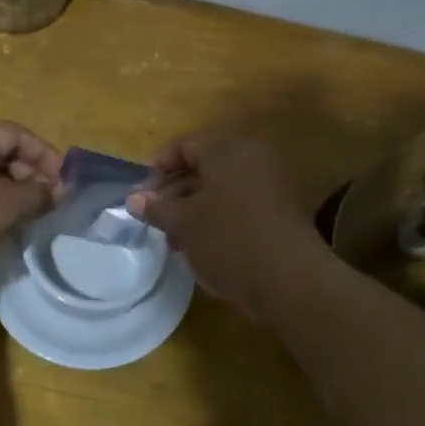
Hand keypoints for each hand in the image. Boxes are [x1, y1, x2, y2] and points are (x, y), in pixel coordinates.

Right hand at [127, 135, 330, 317]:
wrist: (290, 281)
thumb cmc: (228, 240)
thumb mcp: (183, 223)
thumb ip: (157, 207)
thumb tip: (134, 199)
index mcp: (228, 150)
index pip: (185, 145)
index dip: (158, 165)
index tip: (141, 192)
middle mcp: (252, 159)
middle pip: (203, 166)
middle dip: (174, 191)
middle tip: (153, 217)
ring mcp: (270, 185)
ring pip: (220, 189)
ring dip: (193, 209)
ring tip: (173, 238)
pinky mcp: (280, 212)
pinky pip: (239, 205)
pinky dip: (216, 218)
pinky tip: (200, 246)